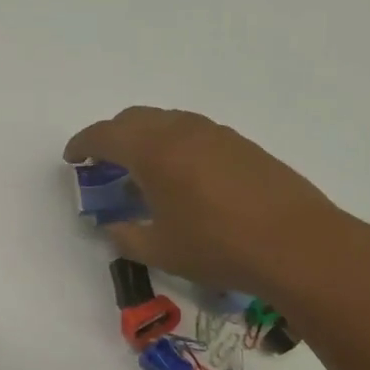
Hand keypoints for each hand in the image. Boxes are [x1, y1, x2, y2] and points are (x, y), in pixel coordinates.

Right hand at [64, 107, 355, 300]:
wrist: (297, 244)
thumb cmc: (218, 247)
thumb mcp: (161, 250)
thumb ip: (127, 236)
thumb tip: (114, 227)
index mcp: (153, 151)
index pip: (105, 135)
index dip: (82, 144)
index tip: (72, 159)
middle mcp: (181, 131)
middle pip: (134, 118)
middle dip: (112, 136)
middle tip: (104, 164)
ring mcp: (215, 133)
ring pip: (167, 121)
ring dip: (146, 137)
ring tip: (144, 171)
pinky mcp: (241, 144)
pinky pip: (194, 132)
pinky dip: (174, 144)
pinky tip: (183, 176)